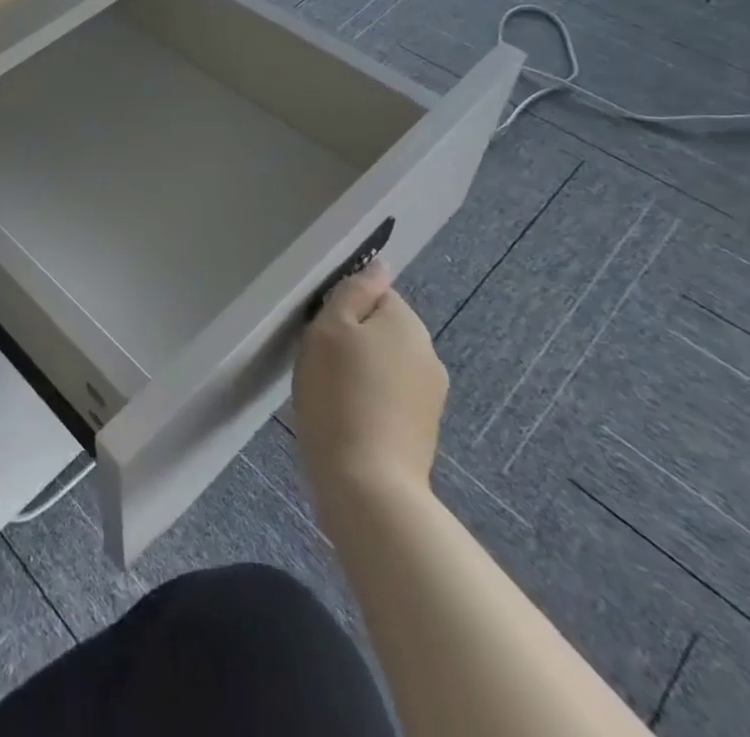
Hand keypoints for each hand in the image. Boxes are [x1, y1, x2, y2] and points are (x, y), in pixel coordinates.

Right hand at [292, 263, 447, 508]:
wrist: (367, 484)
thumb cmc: (338, 394)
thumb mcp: (329, 328)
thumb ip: (354, 291)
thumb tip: (380, 264)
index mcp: (407, 323)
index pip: (375, 292)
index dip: (342, 306)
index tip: (319, 328)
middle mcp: (428, 353)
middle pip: (382, 327)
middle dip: (352, 337)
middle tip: (318, 359)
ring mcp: (430, 395)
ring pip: (385, 362)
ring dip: (360, 368)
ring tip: (329, 391)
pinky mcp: (423, 429)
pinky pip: (389, 395)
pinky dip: (368, 398)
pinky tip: (345, 415)